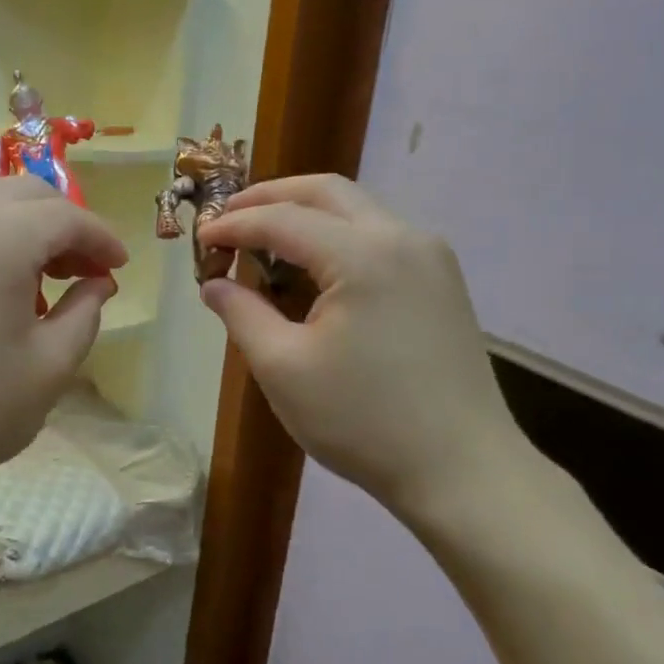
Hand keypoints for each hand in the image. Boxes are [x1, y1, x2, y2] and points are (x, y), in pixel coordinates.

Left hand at [0, 178, 126, 509]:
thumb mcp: (49, 368)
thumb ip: (86, 312)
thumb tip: (97, 283)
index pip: (66, 216)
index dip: (102, 238)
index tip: (119, 267)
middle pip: (29, 194)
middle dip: (66, 225)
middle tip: (86, 271)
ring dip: (29, 227)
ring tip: (45, 279)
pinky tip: (0, 281)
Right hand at [197, 175, 535, 521]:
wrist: (463, 471)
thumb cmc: (363, 422)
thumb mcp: (283, 369)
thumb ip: (241, 314)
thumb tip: (214, 283)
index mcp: (363, 255)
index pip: (283, 219)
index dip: (234, 225)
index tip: (200, 239)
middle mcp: (403, 238)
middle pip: (326, 192)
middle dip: (270, 197)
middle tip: (228, 219)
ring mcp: (430, 256)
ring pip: (356, 210)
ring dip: (306, 214)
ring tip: (264, 241)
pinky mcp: (441, 281)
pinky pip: (379, 236)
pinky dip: (337, 236)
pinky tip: (314, 269)